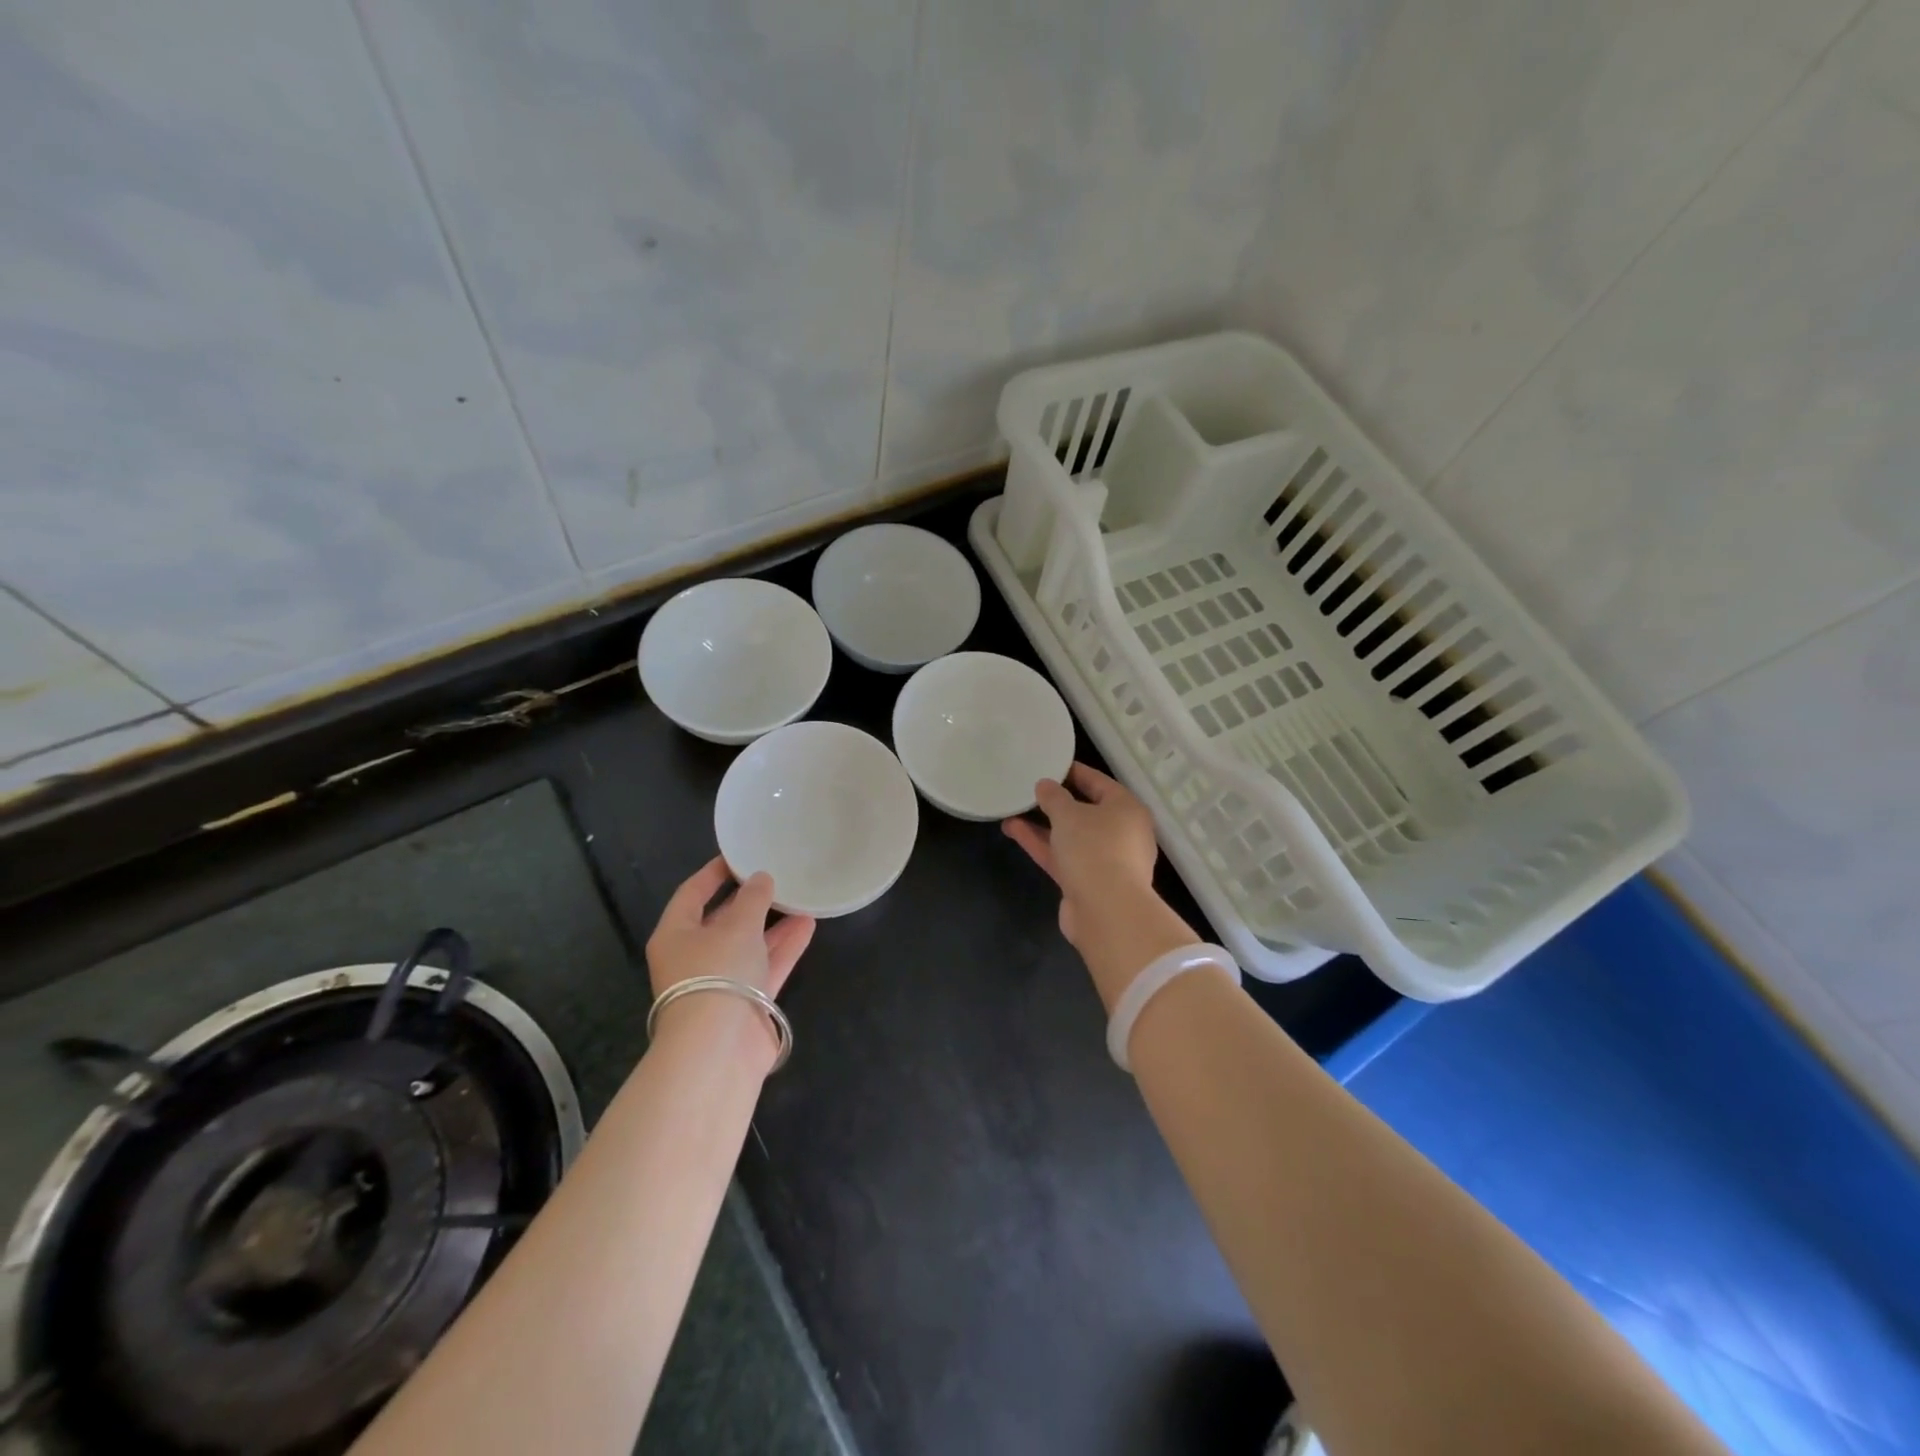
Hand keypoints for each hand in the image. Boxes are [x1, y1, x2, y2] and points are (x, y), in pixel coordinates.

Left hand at [645, 857, 815, 1000]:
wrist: (719, 1050)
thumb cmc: (717, 974)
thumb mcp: (737, 926)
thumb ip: (753, 898)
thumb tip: (761, 879)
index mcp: (675, 935)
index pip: (691, 894)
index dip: (714, 873)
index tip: (739, 855)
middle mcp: (694, 957)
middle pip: (722, 920)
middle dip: (749, 900)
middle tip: (776, 875)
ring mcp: (721, 982)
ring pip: (749, 944)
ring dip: (773, 923)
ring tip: (801, 897)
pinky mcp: (746, 1003)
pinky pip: (766, 966)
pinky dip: (785, 946)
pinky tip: (808, 924)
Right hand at [1003, 764, 1198, 1009]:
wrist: (1106, 912)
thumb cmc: (1094, 849)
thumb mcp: (1069, 814)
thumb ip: (1054, 797)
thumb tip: (1045, 786)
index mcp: (1126, 809)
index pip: (1098, 782)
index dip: (1072, 772)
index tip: (1048, 765)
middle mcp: (1121, 832)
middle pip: (1085, 810)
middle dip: (1055, 801)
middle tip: (1029, 789)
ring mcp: (1105, 860)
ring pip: (1070, 836)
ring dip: (1042, 824)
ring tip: (1012, 809)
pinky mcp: (1088, 883)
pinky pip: (1063, 856)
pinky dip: (1042, 844)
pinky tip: (1014, 830)